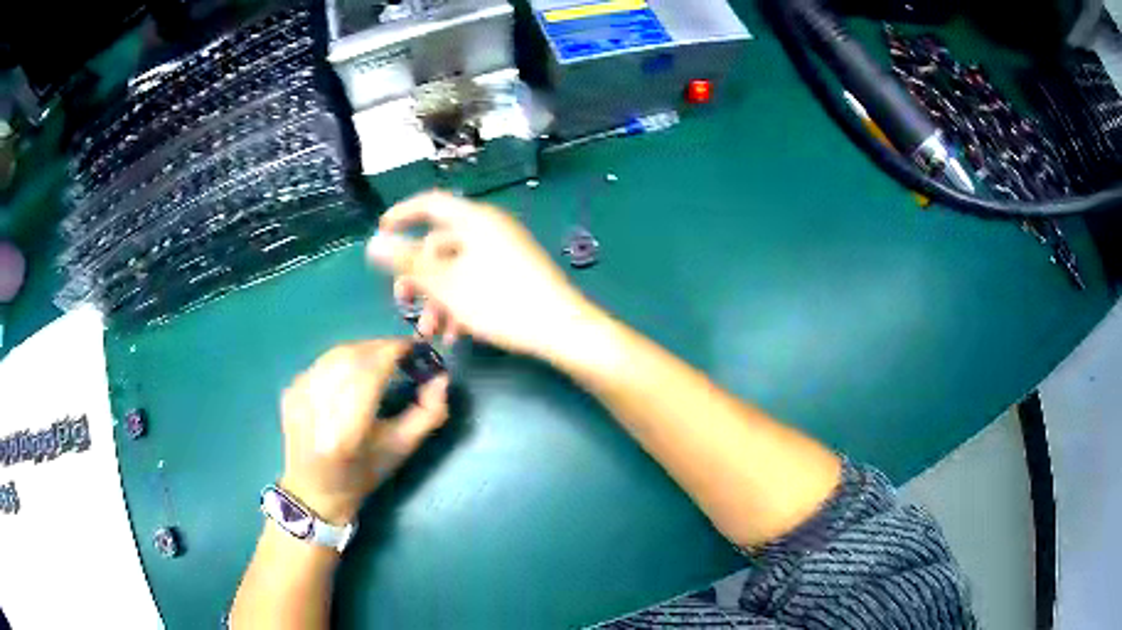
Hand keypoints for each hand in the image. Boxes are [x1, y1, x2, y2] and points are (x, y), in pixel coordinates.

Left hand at [279, 340, 448, 523]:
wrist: (314, 491)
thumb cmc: (362, 476)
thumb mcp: (401, 450)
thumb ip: (428, 414)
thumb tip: (441, 377)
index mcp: (346, 432)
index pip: (370, 372)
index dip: (394, 351)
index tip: (414, 347)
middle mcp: (317, 409)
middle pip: (352, 356)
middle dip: (380, 347)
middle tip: (400, 354)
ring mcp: (298, 397)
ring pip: (335, 354)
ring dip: (362, 350)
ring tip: (379, 360)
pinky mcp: (289, 390)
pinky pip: (322, 362)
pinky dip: (342, 360)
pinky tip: (351, 374)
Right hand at [366, 191, 598, 358]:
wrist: (561, 330)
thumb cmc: (500, 302)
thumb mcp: (446, 285)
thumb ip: (408, 262)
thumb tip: (373, 243)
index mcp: (474, 221)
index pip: (430, 203)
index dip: (402, 214)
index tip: (381, 231)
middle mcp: (489, 230)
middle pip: (440, 245)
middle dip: (418, 278)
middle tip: (403, 303)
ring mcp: (504, 253)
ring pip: (456, 270)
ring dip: (437, 300)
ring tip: (430, 332)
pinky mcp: (514, 275)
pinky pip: (476, 282)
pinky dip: (460, 304)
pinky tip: (455, 334)